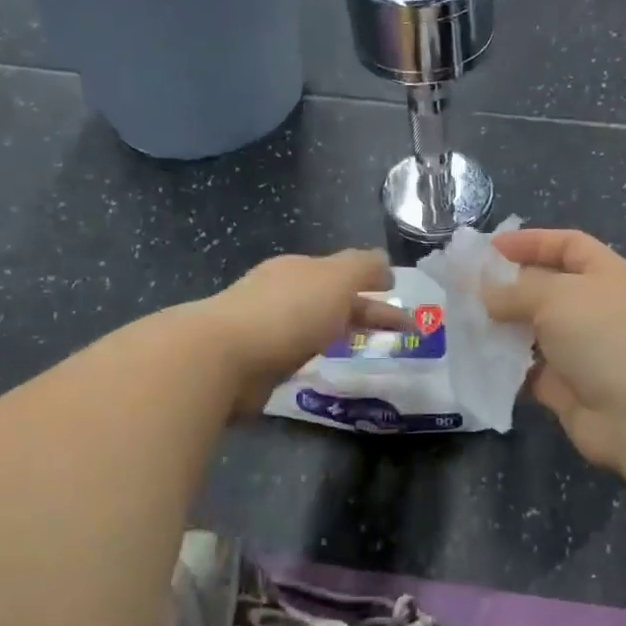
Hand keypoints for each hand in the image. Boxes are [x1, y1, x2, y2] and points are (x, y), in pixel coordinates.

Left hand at [198, 250, 408, 415]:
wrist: (224, 356)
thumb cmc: (288, 312)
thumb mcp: (337, 279)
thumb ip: (364, 267)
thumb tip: (384, 261)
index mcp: (302, 269)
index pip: (346, 271)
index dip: (376, 282)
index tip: (401, 298)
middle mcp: (284, 292)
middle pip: (334, 299)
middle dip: (366, 310)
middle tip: (400, 330)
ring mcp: (268, 326)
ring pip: (316, 326)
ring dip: (342, 332)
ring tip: (367, 348)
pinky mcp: (258, 360)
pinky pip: (298, 352)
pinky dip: (318, 354)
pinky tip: (326, 365)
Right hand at [482, 230, 625, 469]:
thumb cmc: (606, 337)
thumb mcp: (557, 296)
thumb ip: (516, 290)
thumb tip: (487, 293)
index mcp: (608, 275)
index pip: (567, 245)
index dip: (530, 242)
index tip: (488, 248)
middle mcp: (597, 309)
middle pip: (547, 288)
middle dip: (508, 286)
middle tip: (464, 288)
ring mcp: (584, 350)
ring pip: (535, 331)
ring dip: (502, 327)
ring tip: (461, 321)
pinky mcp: (569, 388)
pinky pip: (530, 370)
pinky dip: (506, 365)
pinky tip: (476, 358)